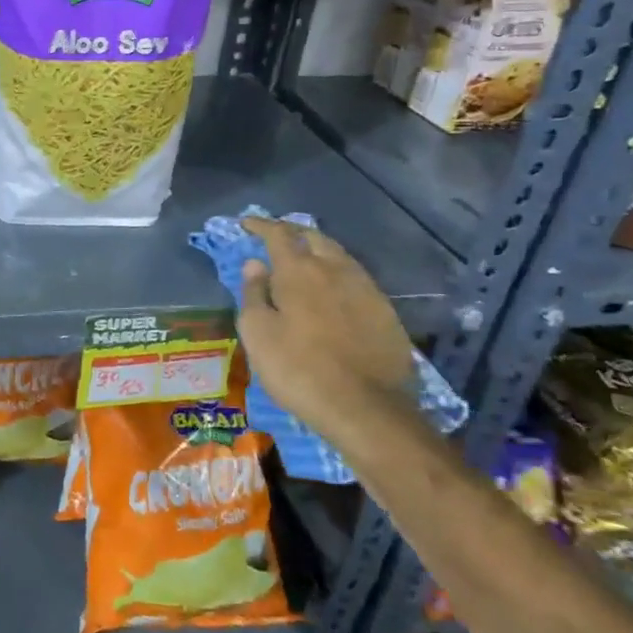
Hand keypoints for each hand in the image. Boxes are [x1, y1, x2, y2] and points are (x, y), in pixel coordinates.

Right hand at [236, 217, 418, 443]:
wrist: (366, 409)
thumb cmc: (299, 369)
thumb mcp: (258, 333)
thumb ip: (253, 293)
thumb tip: (255, 264)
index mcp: (299, 271)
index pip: (278, 234)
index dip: (260, 225)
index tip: (246, 223)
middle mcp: (335, 269)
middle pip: (313, 237)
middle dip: (292, 232)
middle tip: (275, 238)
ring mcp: (366, 289)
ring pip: (339, 255)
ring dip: (317, 250)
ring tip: (304, 259)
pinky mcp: (385, 312)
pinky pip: (356, 278)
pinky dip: (337, 273)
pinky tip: (332, 289)